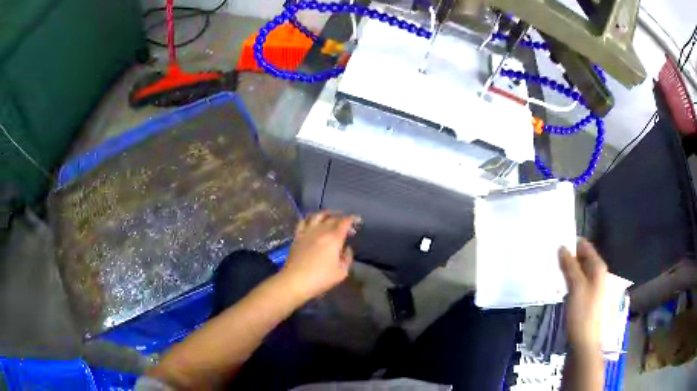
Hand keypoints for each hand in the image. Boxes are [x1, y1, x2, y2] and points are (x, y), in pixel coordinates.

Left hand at [279, 211, 357, 301]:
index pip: (345, 222)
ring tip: (331, 216)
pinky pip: (304, 221)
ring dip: (327, 214)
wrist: (295, 281)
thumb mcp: (341, 272)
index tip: (358, 220)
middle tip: (347, 224)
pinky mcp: (297, 236)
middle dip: (342, 218)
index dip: (352, 219)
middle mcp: (321, 231)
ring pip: (318, 215)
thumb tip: (346, 248)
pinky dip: (311, 218)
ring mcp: (307, 232)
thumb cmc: (320, 278)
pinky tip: (313, 221)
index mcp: (334, 238)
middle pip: (333, 218)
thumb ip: (347, 258)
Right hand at [559, 238, 607, 350]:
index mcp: (598, 267)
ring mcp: (591, 284)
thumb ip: (570, 266)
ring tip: (551, 269)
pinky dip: (567, 279)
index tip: (555, 243)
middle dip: (567, 257)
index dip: (571, 243)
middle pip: (581, 258)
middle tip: (550, 258)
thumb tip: (562, 247)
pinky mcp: (584, 295)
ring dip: (566, 269)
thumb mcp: (576, 287)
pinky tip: (557, 284)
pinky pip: (575, 281)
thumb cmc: (582, 312)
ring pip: (577, 270)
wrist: (583, 340)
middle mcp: (596, 272)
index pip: (584, 246)